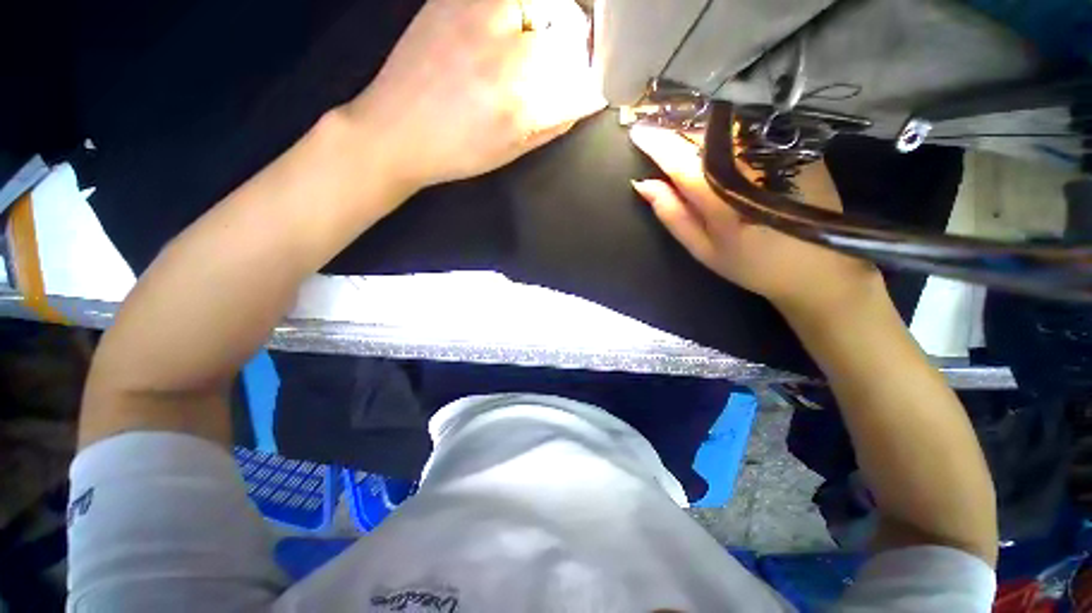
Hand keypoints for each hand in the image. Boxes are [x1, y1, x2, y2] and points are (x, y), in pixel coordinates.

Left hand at [347, 0, 604, 191]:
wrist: (395, 130)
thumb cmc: (458, 151)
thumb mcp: (513, 148)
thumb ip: (555, 121)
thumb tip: (586, 96)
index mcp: (519, 95)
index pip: (583, 75)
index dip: (595, 81)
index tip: (593, 88)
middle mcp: (502, 44)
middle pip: (570, 30)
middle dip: (579, 50)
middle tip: (567, 67)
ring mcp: (476, 10)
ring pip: (545, 5)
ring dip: (553, 23)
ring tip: (535, 46)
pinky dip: (524, 11)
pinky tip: (508, 30)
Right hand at [629, 125, 880, 319]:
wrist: (818, 268)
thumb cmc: (751, 264)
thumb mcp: (703, 249)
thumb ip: (673, 215)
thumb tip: (644, 184)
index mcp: (721, 198)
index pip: (681, 160)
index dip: (656, 143)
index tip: (636, 130)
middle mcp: (749, 166)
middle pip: (704, 135)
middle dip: (675, 126)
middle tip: (654, 123)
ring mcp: (776, 153)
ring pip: (727, 127)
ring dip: (699, 124)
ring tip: (679, 124)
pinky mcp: (795, 148)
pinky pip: (750, 128)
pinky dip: (725, 127)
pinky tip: (714, 133)